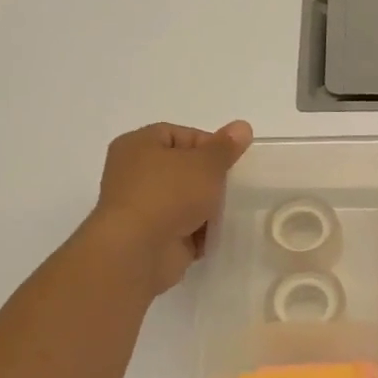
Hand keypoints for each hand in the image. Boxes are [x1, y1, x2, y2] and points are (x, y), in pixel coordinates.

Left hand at [91, 120, 252, 294]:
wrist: (139, 251)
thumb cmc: (169, 195)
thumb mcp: (205, 164)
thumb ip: (225, 147)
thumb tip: (243, 126)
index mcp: (138, 145)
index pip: (178, 134)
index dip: (208, 144)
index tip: (231, 160)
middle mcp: (134, 173)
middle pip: (182, 169)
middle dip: (210, 178)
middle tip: (234, 185)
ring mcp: (142, 207)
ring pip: (184, 200)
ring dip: (207, 207)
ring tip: (230, 210)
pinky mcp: (152, 236)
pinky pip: (183, 228)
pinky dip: (200, 232)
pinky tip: (218, 234)